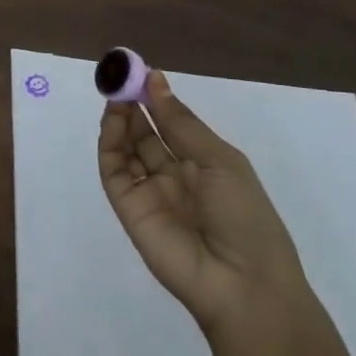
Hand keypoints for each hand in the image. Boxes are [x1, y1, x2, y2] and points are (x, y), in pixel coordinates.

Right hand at [98, 71, 308, 337]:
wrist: (242, 283)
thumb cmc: (246, 216)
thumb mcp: (220, 161)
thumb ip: (181, 123)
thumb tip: (156, 80)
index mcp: (204, 166)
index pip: (172, 126)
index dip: (157, 99)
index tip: (142, 72)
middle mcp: (174, 177)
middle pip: (146, 134)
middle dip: (134, 105)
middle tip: (121, 76)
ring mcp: (149, 193)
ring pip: (127, 149)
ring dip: (120, 120)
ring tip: (116, 93)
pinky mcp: (128, 208)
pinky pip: (114, 171)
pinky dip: (110, 143)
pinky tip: (114, 120)